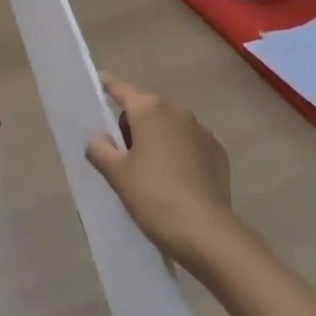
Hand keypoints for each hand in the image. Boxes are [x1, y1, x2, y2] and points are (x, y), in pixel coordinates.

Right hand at [85, 74, 236, 267]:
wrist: (205, 231)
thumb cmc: (153, 196)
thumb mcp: (117, 175)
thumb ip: (100, 149)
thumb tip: (99, 138)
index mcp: (149, 109)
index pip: (120, 89)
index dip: (105, 86)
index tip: (97, 83)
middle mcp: (177, 111)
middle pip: (145, 108)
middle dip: (132, 125)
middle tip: (121, 158)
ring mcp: (202, 130)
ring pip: (169, 126)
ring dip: (157, 139)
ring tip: (149, 173)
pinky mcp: (218, 151)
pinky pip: (190, 144)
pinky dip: (179, 153)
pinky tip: (175, 181)